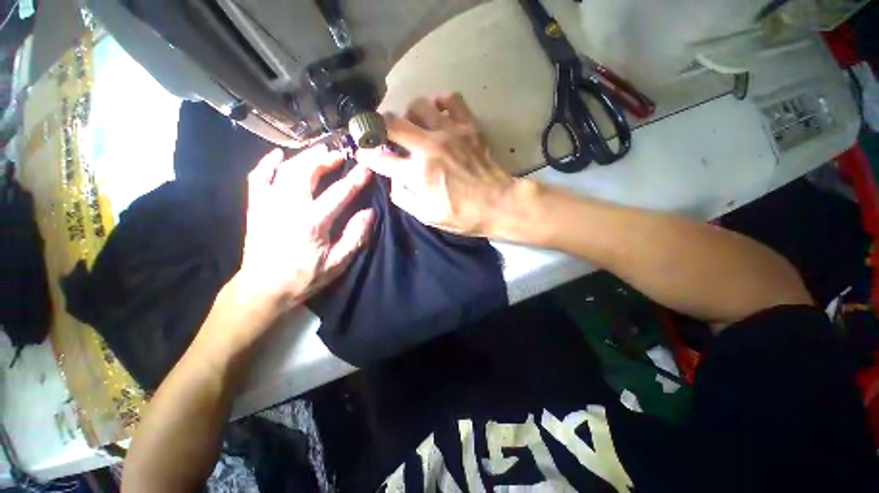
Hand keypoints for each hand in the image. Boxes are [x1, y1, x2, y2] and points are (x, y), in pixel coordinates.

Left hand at [236, 146, 373, 314]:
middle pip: (307, 172)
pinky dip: (267, 163)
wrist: (263, 288)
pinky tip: (278, 155)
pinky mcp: (256, 207)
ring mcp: (268, 204)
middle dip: (326, 160)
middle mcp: (288, 206)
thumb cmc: (304, 277)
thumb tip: (369, 213)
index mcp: (312, 222)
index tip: (366, 169)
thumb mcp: (337, 263)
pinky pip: (258, 178)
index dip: (355, 179)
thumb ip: (354, 237)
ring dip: (304, 157)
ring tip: (319, 151)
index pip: (339, 193)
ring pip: (285, 170)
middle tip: (340, 155)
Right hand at [356, 94, 522, 237]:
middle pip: (392, 123)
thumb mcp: (427, 216)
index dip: (367, 154)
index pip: (381, 158)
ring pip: (418, 105)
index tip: (363, 151)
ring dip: (409, 114)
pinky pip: (451, 99)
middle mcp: (429, 147)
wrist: (498, 204)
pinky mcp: (468, 126)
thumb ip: (403, 196)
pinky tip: (439, 114)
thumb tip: (393, 177)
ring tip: (414, 126)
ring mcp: (450, 133)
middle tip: (384, 133)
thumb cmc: (462, 215)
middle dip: (380, 127)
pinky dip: (440, 103)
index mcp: (418, 173)